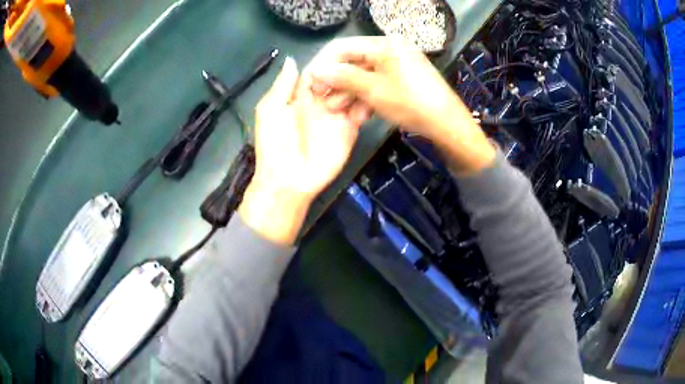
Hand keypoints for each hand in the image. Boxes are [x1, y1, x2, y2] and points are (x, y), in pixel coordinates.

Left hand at [239, 57, 367, 244]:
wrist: (289, 180)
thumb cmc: (274, 145)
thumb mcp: (270, 111)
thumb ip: (282, 86)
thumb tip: (292, 59)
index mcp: (301, 94)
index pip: (320, 69)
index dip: (331, 59)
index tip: (347, 48)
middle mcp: (322, 100)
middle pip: (340, 77)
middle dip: (351, 67)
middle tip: (366, 58)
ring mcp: (337, 113)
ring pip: (354, 90)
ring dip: (362, 81)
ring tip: (374, 70)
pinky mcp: (350, 128)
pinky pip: (362, 111)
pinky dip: (369, 101)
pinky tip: (376, 90)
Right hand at [306, 37, 495, 174]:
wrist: (448, 125)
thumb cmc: (411, 103)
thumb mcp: (374, 90)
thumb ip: (343, 77)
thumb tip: (315, 69)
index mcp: (384, 44)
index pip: (343, 47)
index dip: (324, 64)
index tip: (311, 83)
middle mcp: (390, 50)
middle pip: (353, 62)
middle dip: (336, 82)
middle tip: (322, 101)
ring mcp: (397, 65)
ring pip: (364, 76)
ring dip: (349, 93)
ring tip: (336, 111)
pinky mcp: (402, 80)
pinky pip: (377, 84)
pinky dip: (366, 97)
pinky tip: (358, 114)